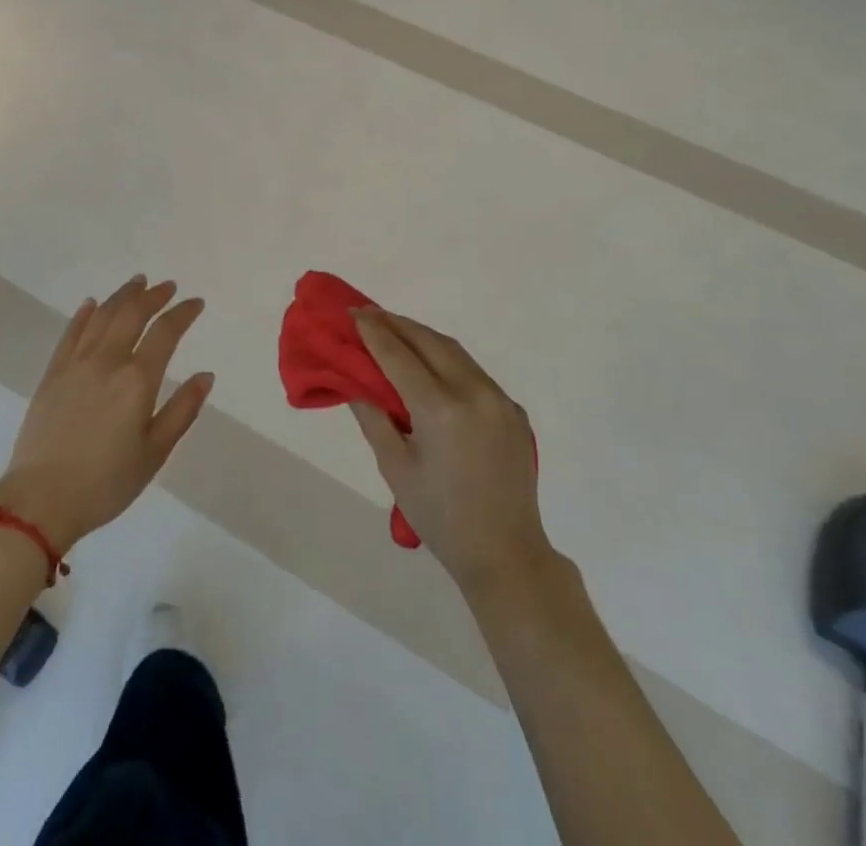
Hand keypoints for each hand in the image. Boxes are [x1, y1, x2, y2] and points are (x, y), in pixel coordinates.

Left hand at [0, 276, 212, 553]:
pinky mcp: (52, 374)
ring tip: (137, 283)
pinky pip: (71, 333)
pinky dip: (85, 314)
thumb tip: (205, 375)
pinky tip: (92, 304)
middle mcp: (107, 362)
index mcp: (137, 381)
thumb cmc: (106, 483)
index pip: (165, 333)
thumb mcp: (154, 453)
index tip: (196, 303)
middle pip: (132, 315)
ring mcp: (75, 365)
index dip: (182, 313)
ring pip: (102, 317)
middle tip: (167, 286)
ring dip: (122, 296)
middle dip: (153, 296)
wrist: (40, 501)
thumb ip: (182, 410)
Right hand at [348, 309, 552, 595]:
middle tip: (369, 315)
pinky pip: (474, 372)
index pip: (398, 355)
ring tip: (395, 330)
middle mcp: (473, 392)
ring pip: (454, 351)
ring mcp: (499, 399)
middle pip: (429, 341)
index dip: (372, 331)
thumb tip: (354, 381)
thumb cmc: (440, 516)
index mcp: (440, 408)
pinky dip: (446, 359)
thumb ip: (373, 416)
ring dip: (422, 337)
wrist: (506, 553)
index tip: (352, 311)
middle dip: (396, 324)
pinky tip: (430, 365)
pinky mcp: (513, 410)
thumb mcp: (395, 467)